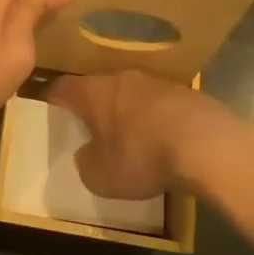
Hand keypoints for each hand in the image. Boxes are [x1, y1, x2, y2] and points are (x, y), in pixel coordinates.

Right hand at [44, 70, 253, 198]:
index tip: (47, 104)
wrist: (206, 144)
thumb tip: (87, 155)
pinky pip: (159, 104)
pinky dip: (154, 119)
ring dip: (126, 111)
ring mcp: (155, 82)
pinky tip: (162, 140)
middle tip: (89, 125)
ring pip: (130, 93)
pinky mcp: (185, 93)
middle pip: (98, 87)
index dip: (52, 96)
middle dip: (92, 105)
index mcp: (93, 92)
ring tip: (127, 135)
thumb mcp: (101, 176)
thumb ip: (86, 163)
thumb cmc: (142, 156)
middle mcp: (121, 78)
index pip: (62, 87)